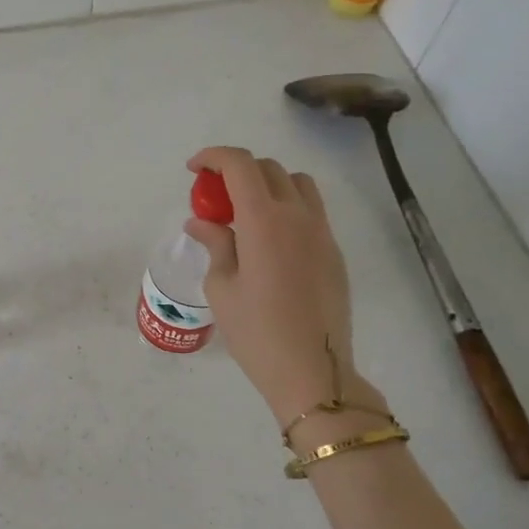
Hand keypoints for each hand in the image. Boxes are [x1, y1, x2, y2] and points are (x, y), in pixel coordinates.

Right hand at [183, 147, 365, 426]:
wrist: (313, 372)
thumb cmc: (256, 332)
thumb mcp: (222, 287)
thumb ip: (214, 244)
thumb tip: (201, 222)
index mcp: (264, 220)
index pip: (240, 164)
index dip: (213, 157)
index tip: (194, 169)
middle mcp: (298, 215)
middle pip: (268, 168)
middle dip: (237, 171)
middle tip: (214, 198)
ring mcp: (322, 232)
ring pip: (297, 184)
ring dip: (268, 184)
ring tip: (246, 214)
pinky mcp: (334, 252)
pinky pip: (311, 211)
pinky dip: (287, 207)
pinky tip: (270, 241)